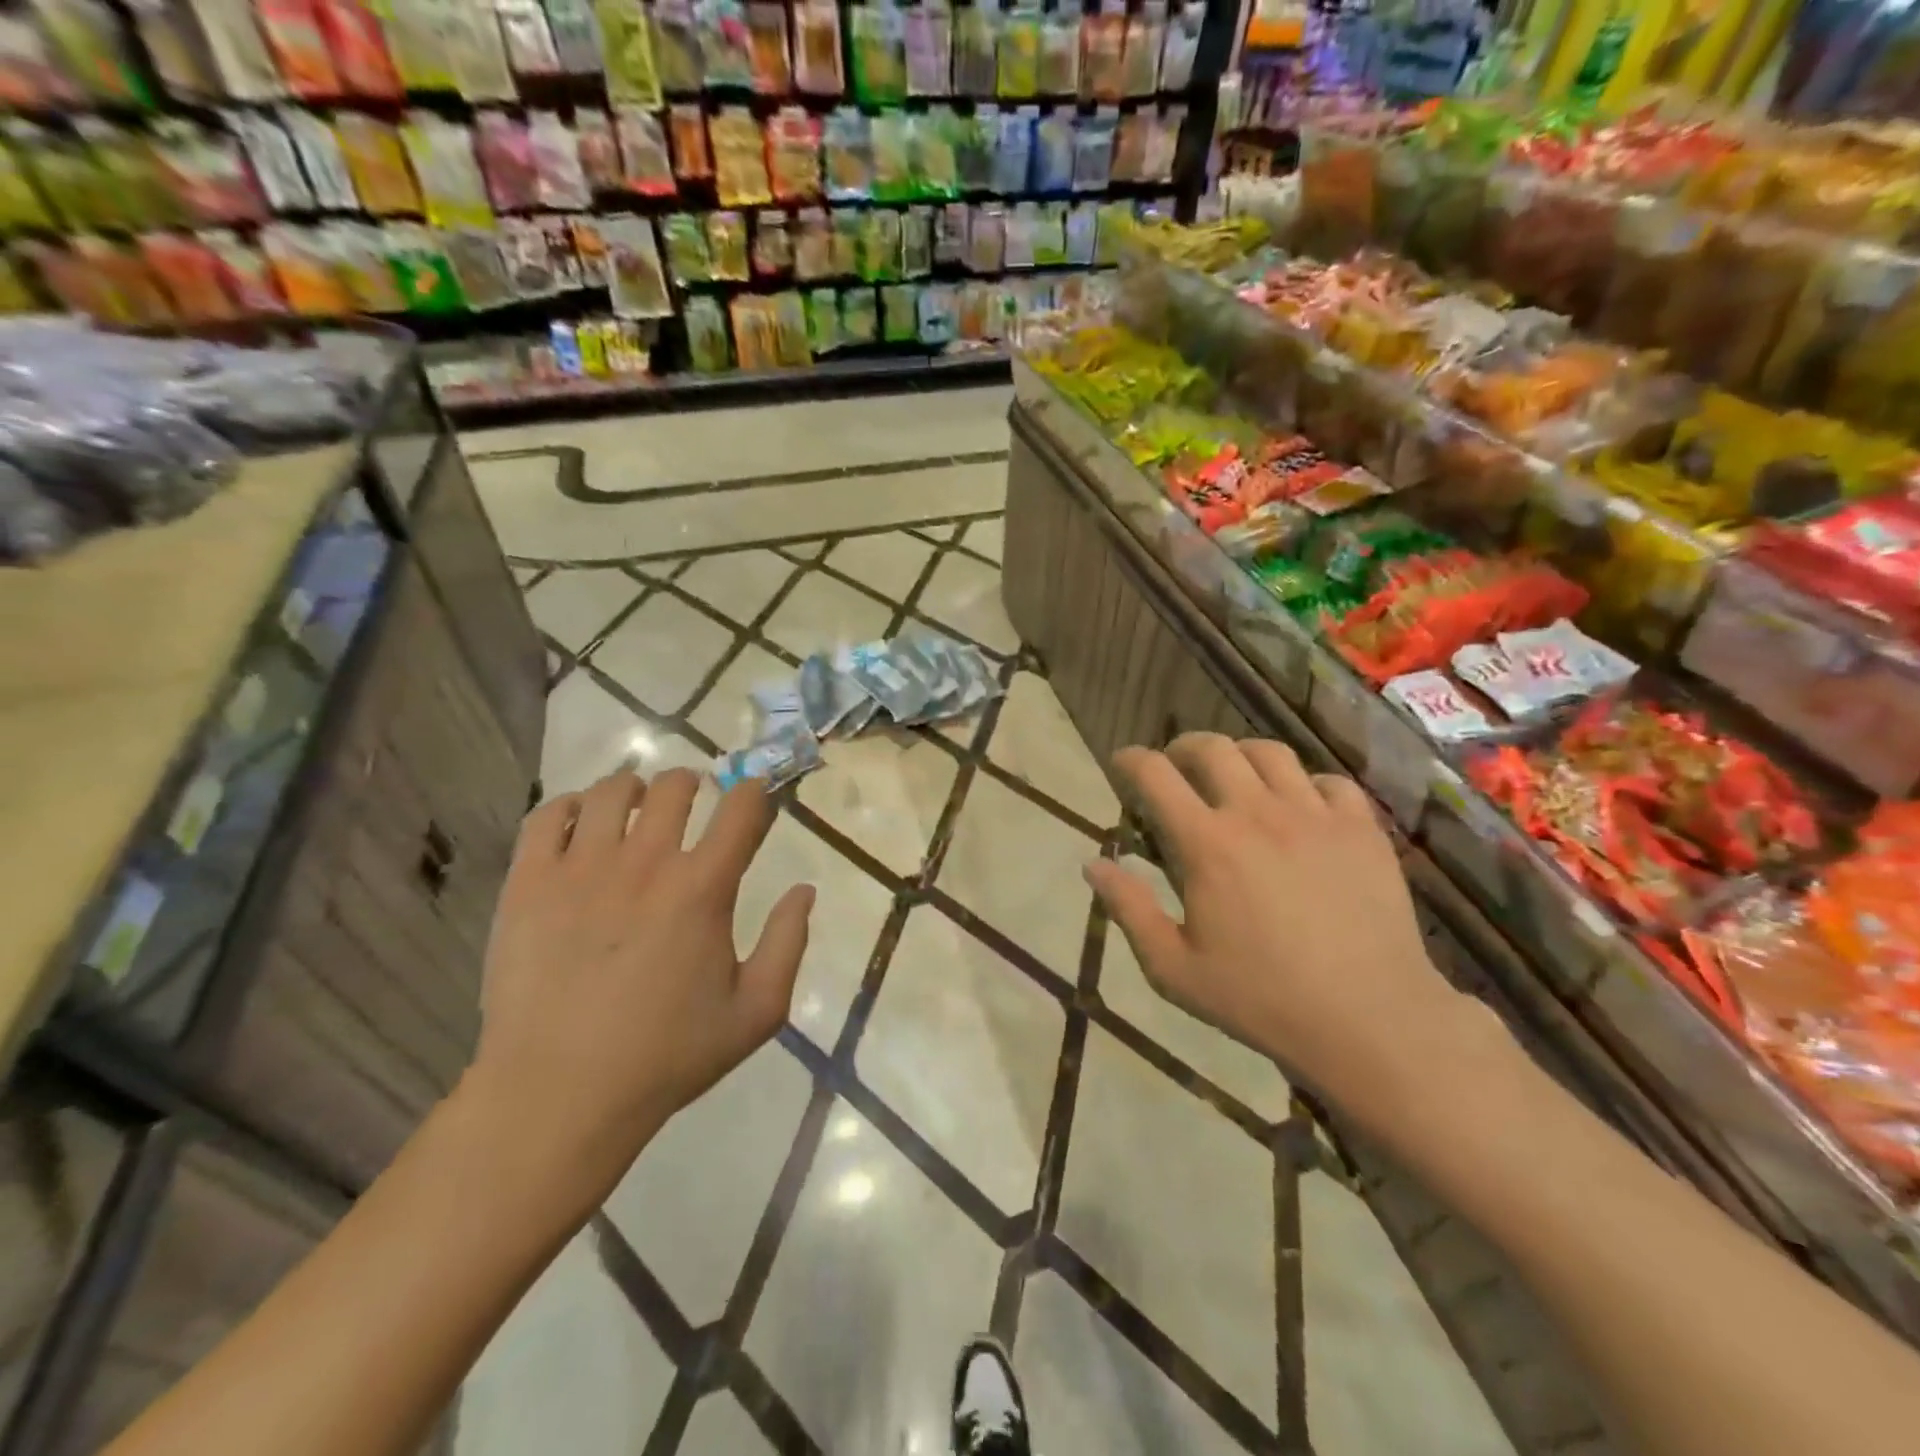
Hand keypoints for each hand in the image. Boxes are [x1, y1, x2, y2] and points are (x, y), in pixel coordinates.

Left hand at [466, 769, 813, 1205]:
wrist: (559, 1094)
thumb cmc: (666, 1056)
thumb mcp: (756, 1012)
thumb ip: (788, 943)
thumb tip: (804, 890)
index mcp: (703, 889)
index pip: (740, 810)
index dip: (754, 791)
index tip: (754, 792)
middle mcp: (645, 863)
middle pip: (674, 787)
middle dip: (693, 781)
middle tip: (694, 796)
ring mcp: (580, 868)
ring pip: (610, 792)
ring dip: (634, 788)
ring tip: (637, 805)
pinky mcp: (528, 884)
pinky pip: (547, 816)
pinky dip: (570, 806)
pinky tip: (580, 823)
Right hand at [1085, 733, 1473, 1121]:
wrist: (1370, 1020)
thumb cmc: (1261, 998)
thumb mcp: (1174, 968)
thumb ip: (1129, 910)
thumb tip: (1093, 864)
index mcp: (1207, 844)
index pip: (1155, 775)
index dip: (1130, 760)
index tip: (1120, 764)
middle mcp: (1258, 813)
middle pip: (1212, 748)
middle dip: (1182, 748)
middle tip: (1175, 768)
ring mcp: (1315, 815)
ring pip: (1270, 753)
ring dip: (1240, 756)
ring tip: (1235, 778)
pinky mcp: (1362, 829)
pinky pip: (1330, 781)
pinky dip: (1305, 784)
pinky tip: (1300, 808)